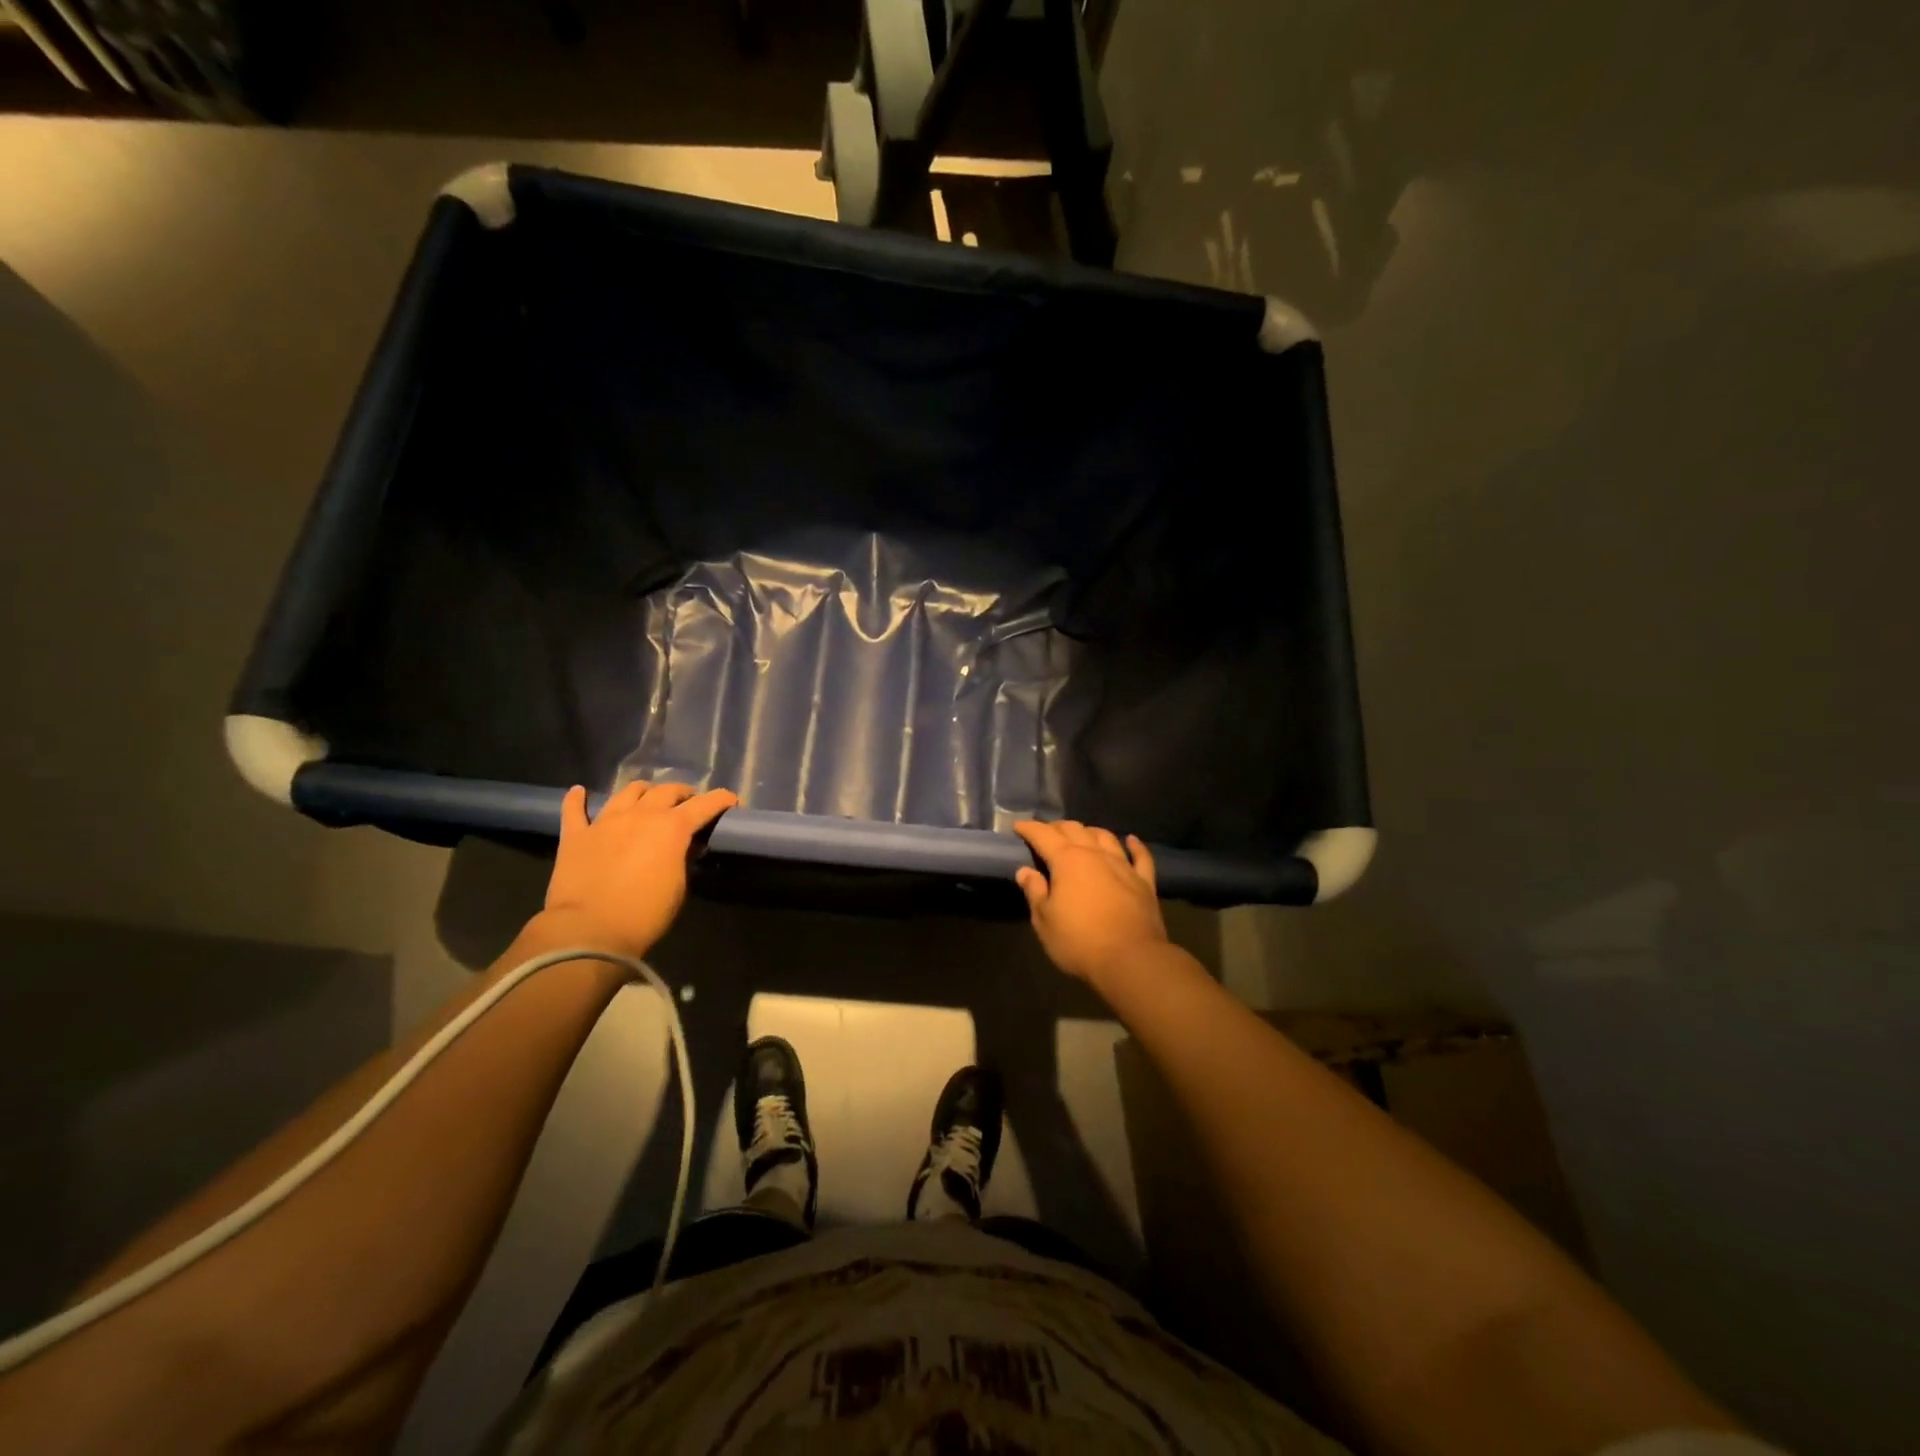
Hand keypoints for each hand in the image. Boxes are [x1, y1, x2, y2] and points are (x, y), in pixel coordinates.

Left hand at [541, 781, 738, 958]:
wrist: (589, 932)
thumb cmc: (645, 915)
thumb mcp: (678, 887)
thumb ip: (682, 858)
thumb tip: (682, 846)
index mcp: (672, 828)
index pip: (705, 804)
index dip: (721, 800)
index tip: (731, 801)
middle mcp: (641, 815)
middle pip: (666, 790)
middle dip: (682, 793)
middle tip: (688, 803)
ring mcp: (605, 822)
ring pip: (628, 792)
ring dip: (643, 791)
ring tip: (647, 798)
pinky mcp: (575, 835)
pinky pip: (575, 810)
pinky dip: (577, 799)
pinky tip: (579, 792)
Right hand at [1012, 820, 1167, 983]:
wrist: (1131, 959)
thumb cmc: (1079, 941)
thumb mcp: (1045, 921)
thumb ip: (1035, 891)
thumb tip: (1025, 871)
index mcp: (1067, 860)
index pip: (1043, 835)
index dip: (1029, 828)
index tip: (1018, 826)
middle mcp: (1095, 854)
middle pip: (1074, 830)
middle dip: (1057, 827)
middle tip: (1046, 833)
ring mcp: (1122, 865)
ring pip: (1105, 837)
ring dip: (1090, 832)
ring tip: (1081, 834)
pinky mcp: (1144, 881)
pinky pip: (1140, 856)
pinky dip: (1135, 846)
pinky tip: (1131, 840)